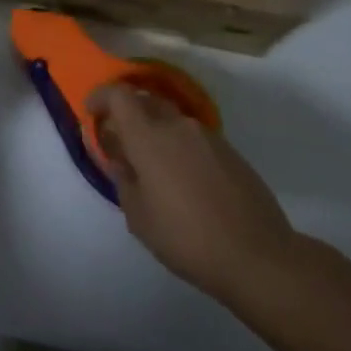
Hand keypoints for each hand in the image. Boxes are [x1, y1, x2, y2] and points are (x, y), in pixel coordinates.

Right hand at [88, 84, 301, 304]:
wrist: (257, 256)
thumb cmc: (186, 238)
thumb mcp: (138, 216)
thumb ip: (123, 179)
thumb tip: (121, 159)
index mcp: (149, 137)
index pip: (119, 95)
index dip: (101, 97)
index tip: (92, 113)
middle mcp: (178, 126)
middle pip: (146, 101)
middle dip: (127, 114)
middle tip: (119, 142)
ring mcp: (208, 137)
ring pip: (172, 120)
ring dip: (155, 131)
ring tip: (151, 166)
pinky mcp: (231, 153)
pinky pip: (193, 138)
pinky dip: (179, 146)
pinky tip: (182, 180)